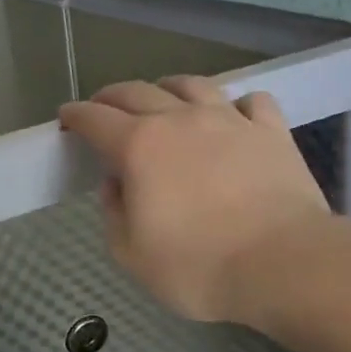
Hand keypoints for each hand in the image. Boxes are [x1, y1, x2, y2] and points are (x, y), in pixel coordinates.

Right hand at [59, 76, 334, 323]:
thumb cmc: (199, 266)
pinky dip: (234, 105)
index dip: (76, 115)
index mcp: (139, 146)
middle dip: (111, 96)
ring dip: (167, 88)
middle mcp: (180, 120)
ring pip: (192, 85)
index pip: (95, 118)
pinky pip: (251, 101)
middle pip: (137, 92)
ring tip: (162, 98)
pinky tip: (233, 117)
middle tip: (102, 107)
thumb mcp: (133, 255)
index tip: (67, 117)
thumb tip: (116, 184)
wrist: (284, 263)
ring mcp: (229, 120)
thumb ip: (114, 213)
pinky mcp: (271, 131)